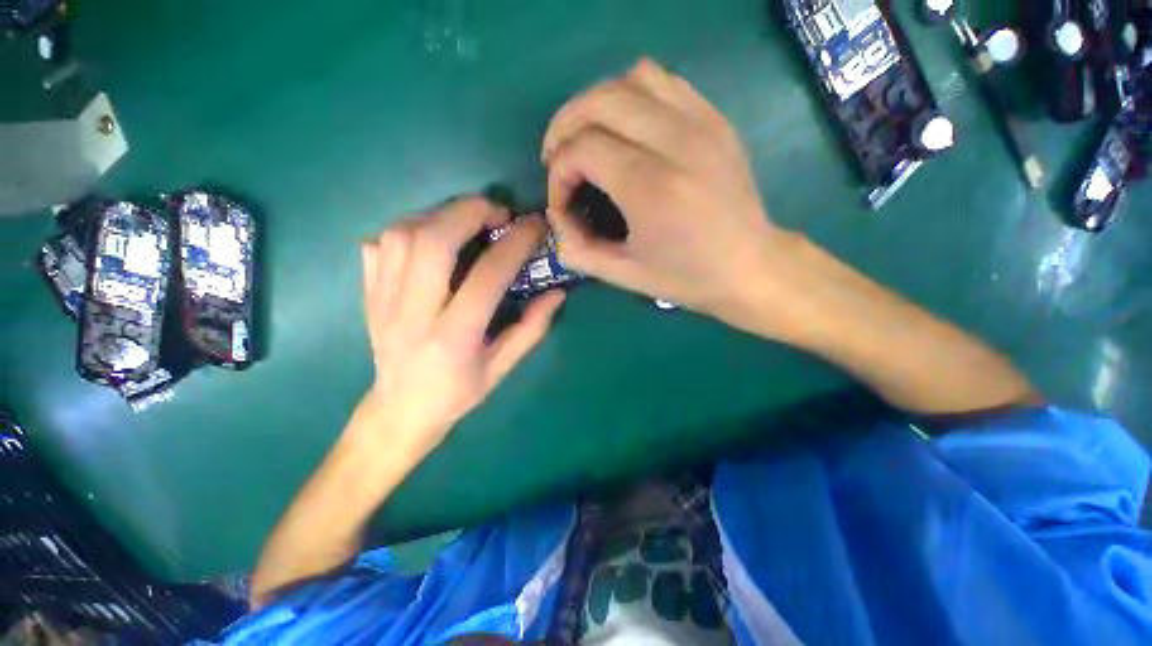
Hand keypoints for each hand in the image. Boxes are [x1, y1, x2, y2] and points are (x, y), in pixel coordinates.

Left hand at [358, 197, 564, 456]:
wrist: (400, 410)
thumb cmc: (457, 393)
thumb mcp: (502, 368)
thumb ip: (531, 329)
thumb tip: (557, 293)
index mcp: (454, 338)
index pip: (486, 277)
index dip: (515, 244)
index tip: (534, 225)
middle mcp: (412, 314)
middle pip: (432, 242)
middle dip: (468, 212)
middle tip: (496, 211)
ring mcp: (383, 301)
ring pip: (401, 235)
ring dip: (439, 214)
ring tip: (466, 218)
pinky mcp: (368, 294)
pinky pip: (379, 245)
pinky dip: (408, 228)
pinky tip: (430, 237)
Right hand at [543, 58, 795, 332]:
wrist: (751, 267)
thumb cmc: (687, 278)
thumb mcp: (624, 276)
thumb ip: (577, 250)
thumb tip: (555, 219)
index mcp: (651, 189)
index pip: (582, 150)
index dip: (559, 173)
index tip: (562, 202)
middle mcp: (676, 143)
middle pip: (599, 102)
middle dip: (564, 128)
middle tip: (558, 160)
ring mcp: (701, 124)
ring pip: (631, 79)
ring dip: (596, 105)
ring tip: (588, 139)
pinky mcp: (715, 119)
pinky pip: (663, 82)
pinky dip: (631, 96)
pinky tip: (626, 128)